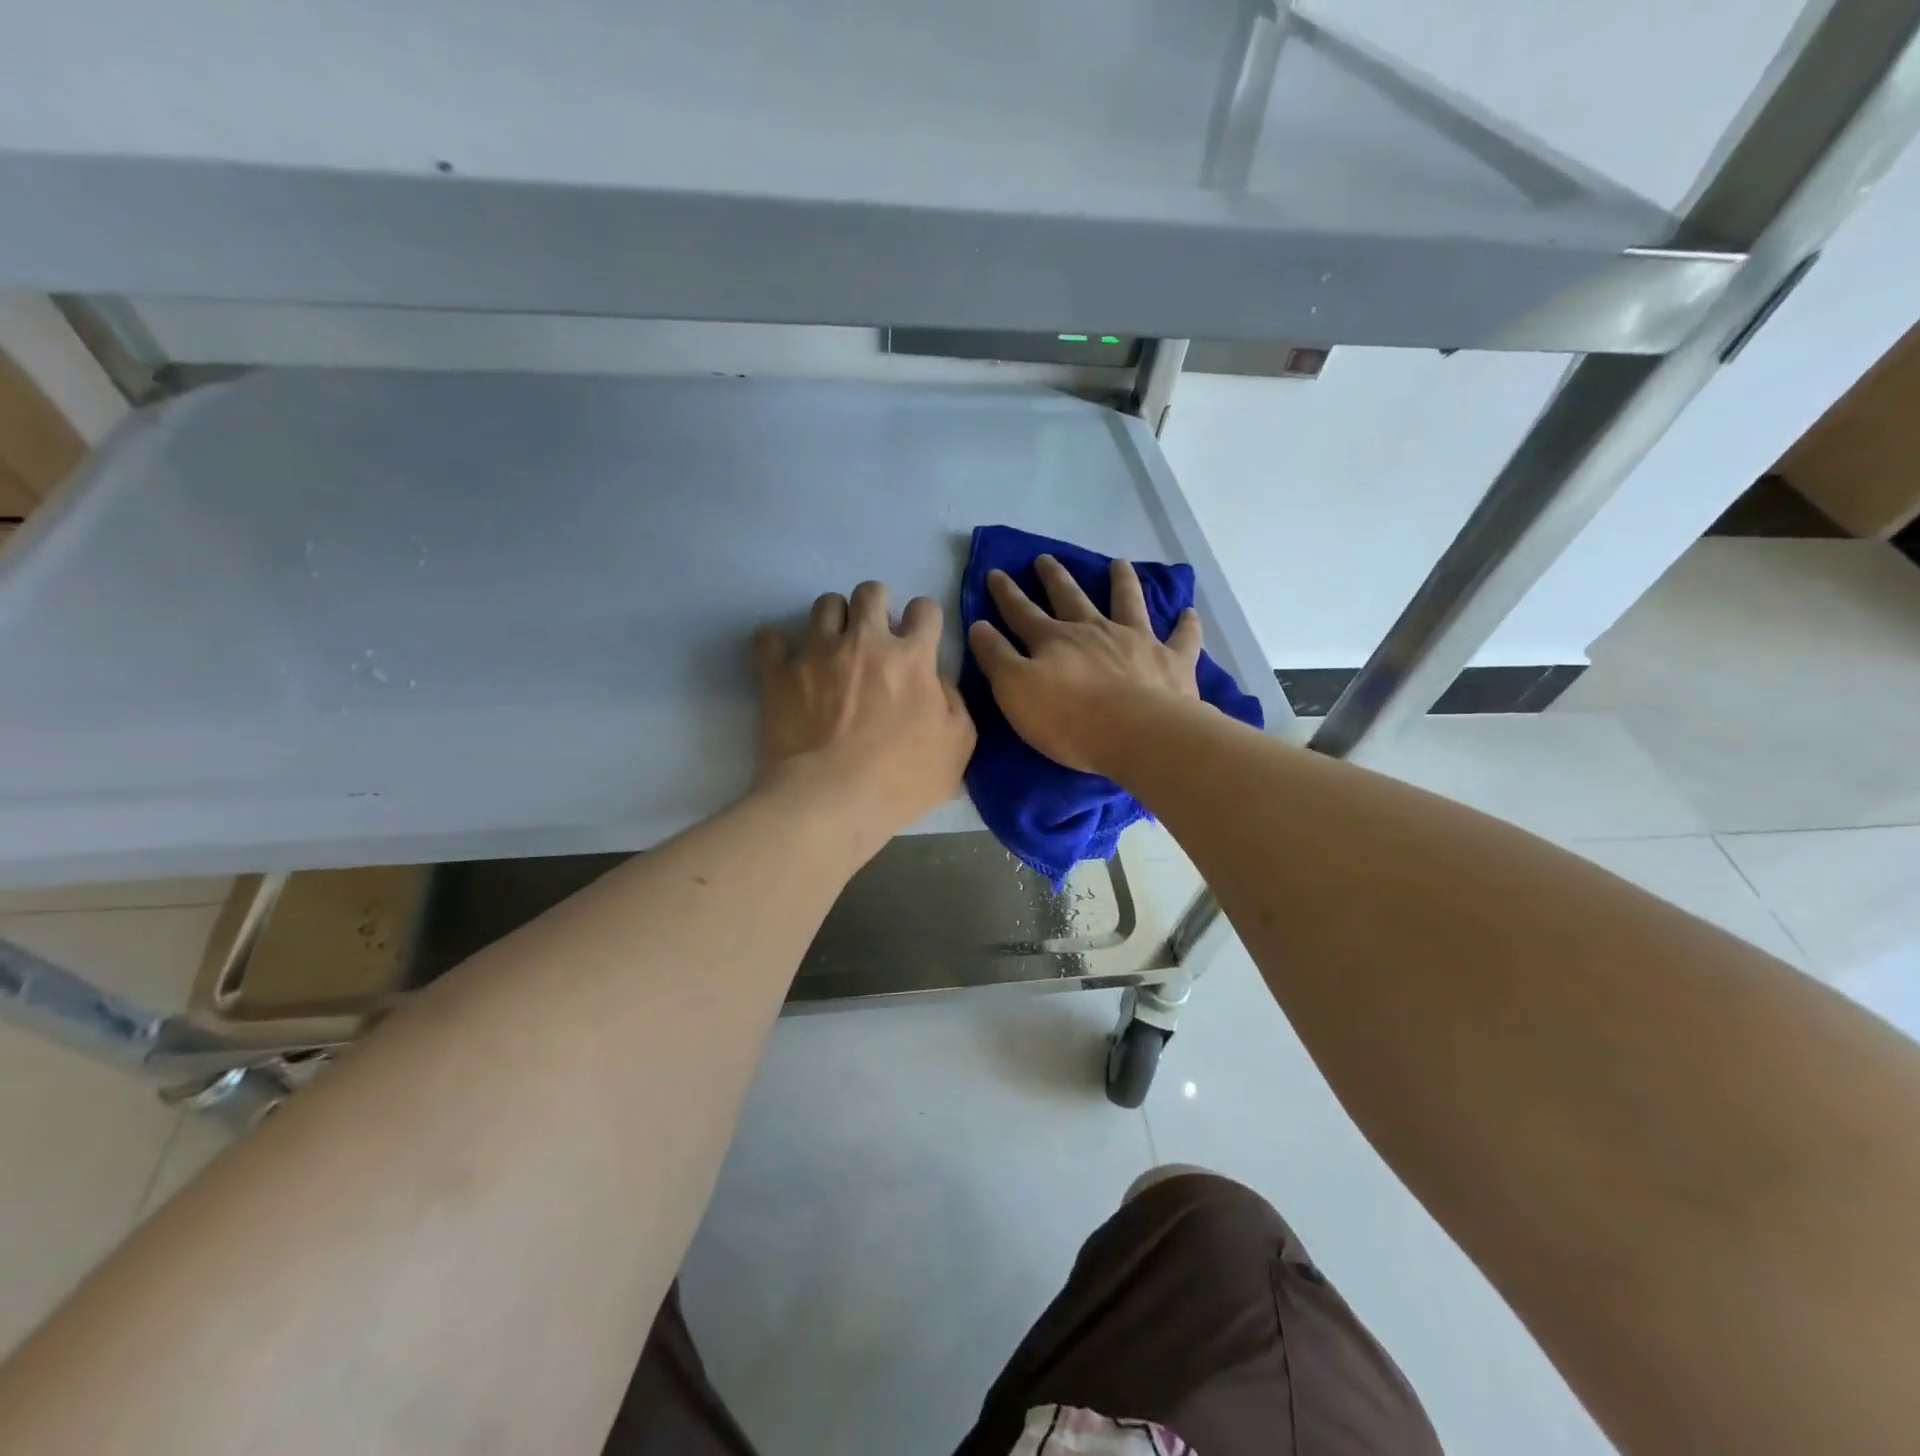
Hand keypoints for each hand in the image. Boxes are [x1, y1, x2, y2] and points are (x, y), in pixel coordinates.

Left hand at [753, 581, 975, 844]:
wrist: (831, 800)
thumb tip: (939, 682)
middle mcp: (864, 641)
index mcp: (910, 657)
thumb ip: (956, 704)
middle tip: (875, 636)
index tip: (919, 638)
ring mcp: (817, 652)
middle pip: (871, 591)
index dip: (924, 619)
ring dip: (834, 619)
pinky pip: (769, 638)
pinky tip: (784, 658)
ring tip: (833, 645)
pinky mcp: (778, 672)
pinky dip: (776, 644)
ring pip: (825, 604)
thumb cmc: (900, 779)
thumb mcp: (957, 748)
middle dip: (877, 605)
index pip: (924, 609)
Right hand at [967, 555, 1203, 775]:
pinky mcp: (1172, 661)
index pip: (1022, 612)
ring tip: (1119, 564)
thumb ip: (996, 657)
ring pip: (1128, 602)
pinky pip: (1182, 637)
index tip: (995, 573)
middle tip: (1045, 558)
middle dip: (1055, 578)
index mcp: (1054, 640)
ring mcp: (1137, 641)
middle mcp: (1094, 631)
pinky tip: (1189, 612)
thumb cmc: (1069, 719)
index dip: (1006, 594)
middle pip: (1070, 598)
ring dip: (1122, 582)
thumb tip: (978, 625)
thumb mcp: (1015, 690)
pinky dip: (1186, 624)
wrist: (1136, 734)